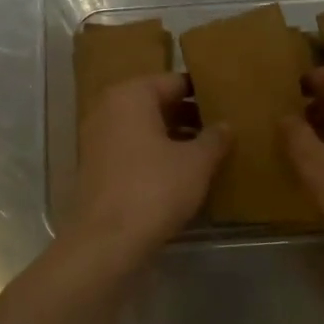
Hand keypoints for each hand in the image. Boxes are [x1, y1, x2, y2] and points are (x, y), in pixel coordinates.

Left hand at [66, 73, 230, 260]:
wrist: (107, 241)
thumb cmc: (154, 189)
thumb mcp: (196, 163)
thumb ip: (214, 138)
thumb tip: (226, 125)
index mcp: (131, 95)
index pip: (175, 82)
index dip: (204, 92)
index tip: (228, 103)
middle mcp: (109, 108)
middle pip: (157, 103)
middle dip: (189, 115)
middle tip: (222, 128)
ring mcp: (98, 137)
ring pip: (145, 127)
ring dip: (174, 136)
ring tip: (209, 151)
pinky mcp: (96, 166)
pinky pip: (132, 148)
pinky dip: (155, 154)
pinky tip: (182, 172)